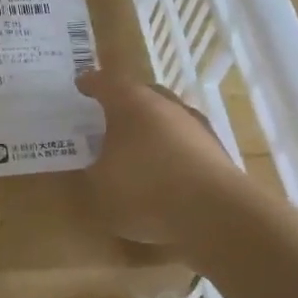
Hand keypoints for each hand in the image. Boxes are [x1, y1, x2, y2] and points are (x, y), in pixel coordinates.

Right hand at [77, 71, 233, 243]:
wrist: (217, 215)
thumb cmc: (146, 191)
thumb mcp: (98, 188)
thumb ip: (89, 173)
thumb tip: (91, 166)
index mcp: (131, 103)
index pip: (105, 82)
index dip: (90, 84)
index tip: (80, 85)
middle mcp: (165, 105)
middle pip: (141, 93)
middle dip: (124, 102)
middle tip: (107, 115)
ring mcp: (196, 126)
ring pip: (167, 116)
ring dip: (151, 127)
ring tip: (137, 147)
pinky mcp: (216, 151)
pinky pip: (185, 142)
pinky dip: (172, 151)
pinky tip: (165, 172)